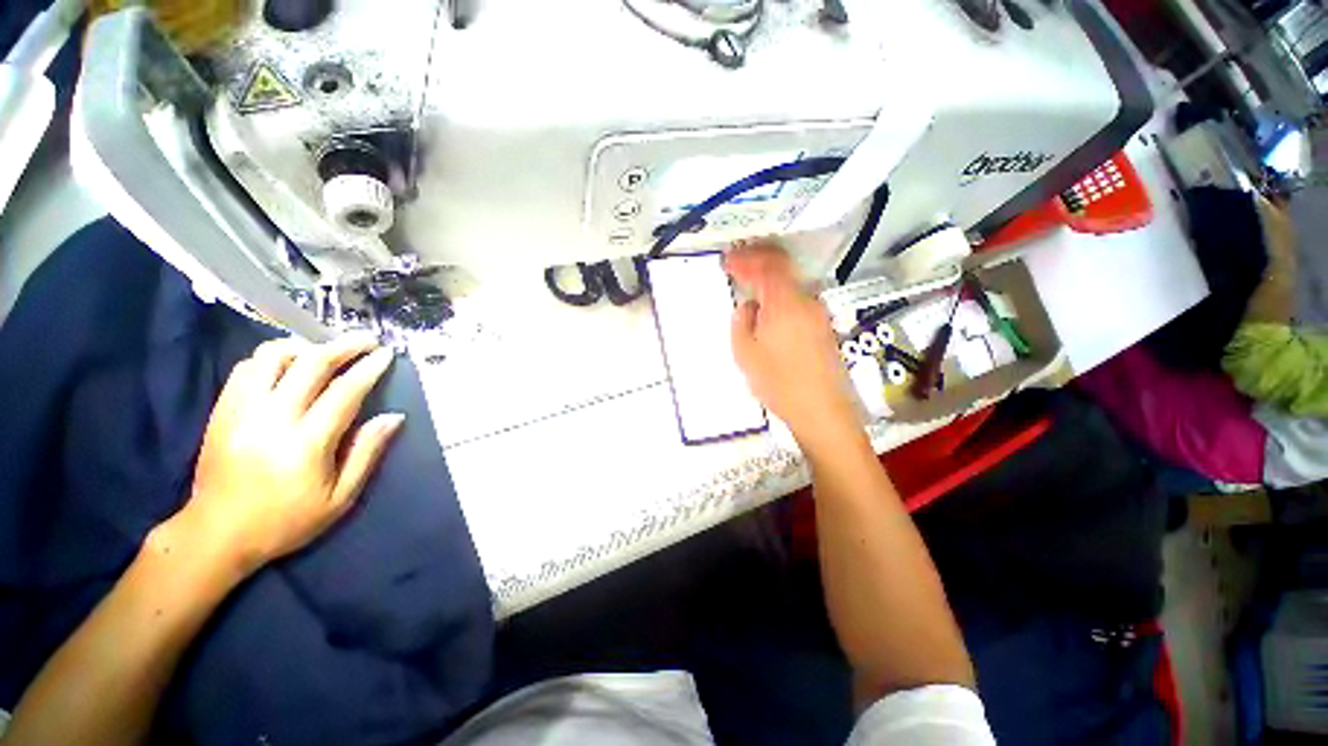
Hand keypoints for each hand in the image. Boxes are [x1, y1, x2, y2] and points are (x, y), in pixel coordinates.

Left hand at [172, 335, 404, 576]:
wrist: (217, 533)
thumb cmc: (286, 520)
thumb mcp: (340, 498)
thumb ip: (367, 453)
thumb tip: (394, 417)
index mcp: (306, 443)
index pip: (344, 392)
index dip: (369, 368)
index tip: (387, 353)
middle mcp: (271, 418)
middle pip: (309, 364)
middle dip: (343, 346)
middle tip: (366, 340)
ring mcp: (241, 410)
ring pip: (272, 357)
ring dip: (304, 346)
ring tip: (325, 351)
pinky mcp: (222, 410)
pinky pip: (247, 367)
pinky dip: (273, 357)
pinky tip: (289, 365)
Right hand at [725, 241, 858, 448]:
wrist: (821, 410)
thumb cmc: (778, 383)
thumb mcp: (745, 354)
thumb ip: (742, 322)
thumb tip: (748, 306)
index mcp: (785, 303)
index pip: (766, 266)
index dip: (745, 259)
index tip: (728, 260)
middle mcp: (806, 301)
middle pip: (782, 269)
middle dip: (758, 262)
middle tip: (738, 265)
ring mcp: (818, 313)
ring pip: (791, 284)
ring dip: (769, 280)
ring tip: (750, 286)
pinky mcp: (823, 327)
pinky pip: (798, 300)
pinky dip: (780, 296)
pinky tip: (769, 310)